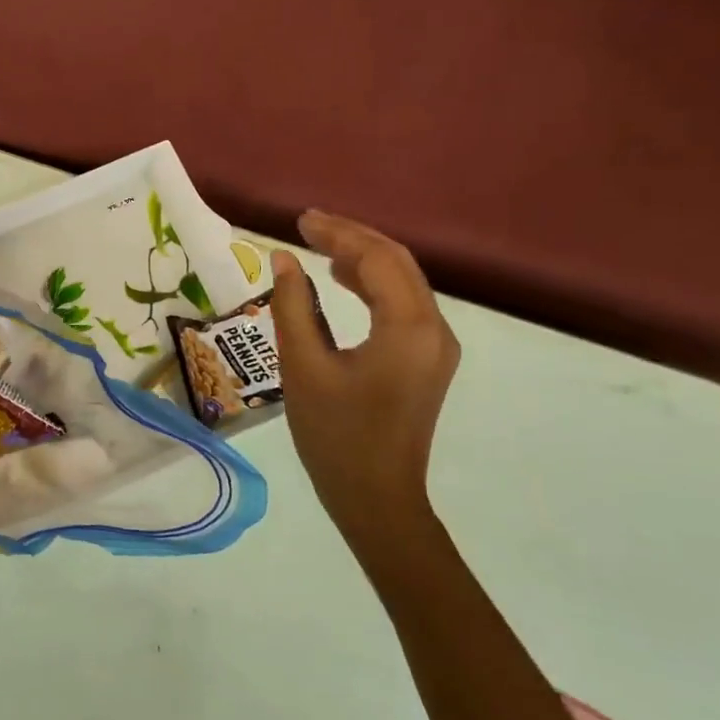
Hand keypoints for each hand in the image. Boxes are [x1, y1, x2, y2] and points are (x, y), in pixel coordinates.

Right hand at [270, 211, 459, 534]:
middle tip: (307, 225)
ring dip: (364, 259)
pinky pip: (403, 305)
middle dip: (352, 238)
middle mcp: (434, 329)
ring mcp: (436, 346)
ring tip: (319, 246)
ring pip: (403, 282)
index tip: (299, 221)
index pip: (377, 260)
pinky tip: (342, 281)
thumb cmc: (334, 436)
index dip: (338, 234)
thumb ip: (292, 307)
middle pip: (397, 263)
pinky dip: (372, 285)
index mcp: (408, 329)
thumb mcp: (303, 368)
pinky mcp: (427, 360)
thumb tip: (283, 260)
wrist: (376, 497)